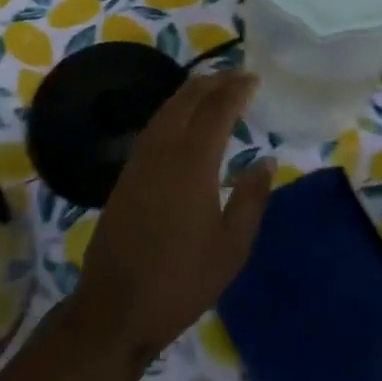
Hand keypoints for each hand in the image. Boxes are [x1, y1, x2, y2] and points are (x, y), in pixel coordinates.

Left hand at [71, 71, 273, 366]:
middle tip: (236, 75)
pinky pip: (153, 126)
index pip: (216, 110)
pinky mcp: (126, 174)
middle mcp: (162, 151)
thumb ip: (250, 200)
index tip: (254, 78)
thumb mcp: (231, 248)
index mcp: (192, 163)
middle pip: (186, 99)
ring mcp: (139, 160)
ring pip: (166, 110)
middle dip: (212, 82)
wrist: (116, 305)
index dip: (236, 90)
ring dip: (190, 92)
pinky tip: (182, 120)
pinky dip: (173, 110)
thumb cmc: (182, 280)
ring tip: (213, 87)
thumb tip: (265, 161)